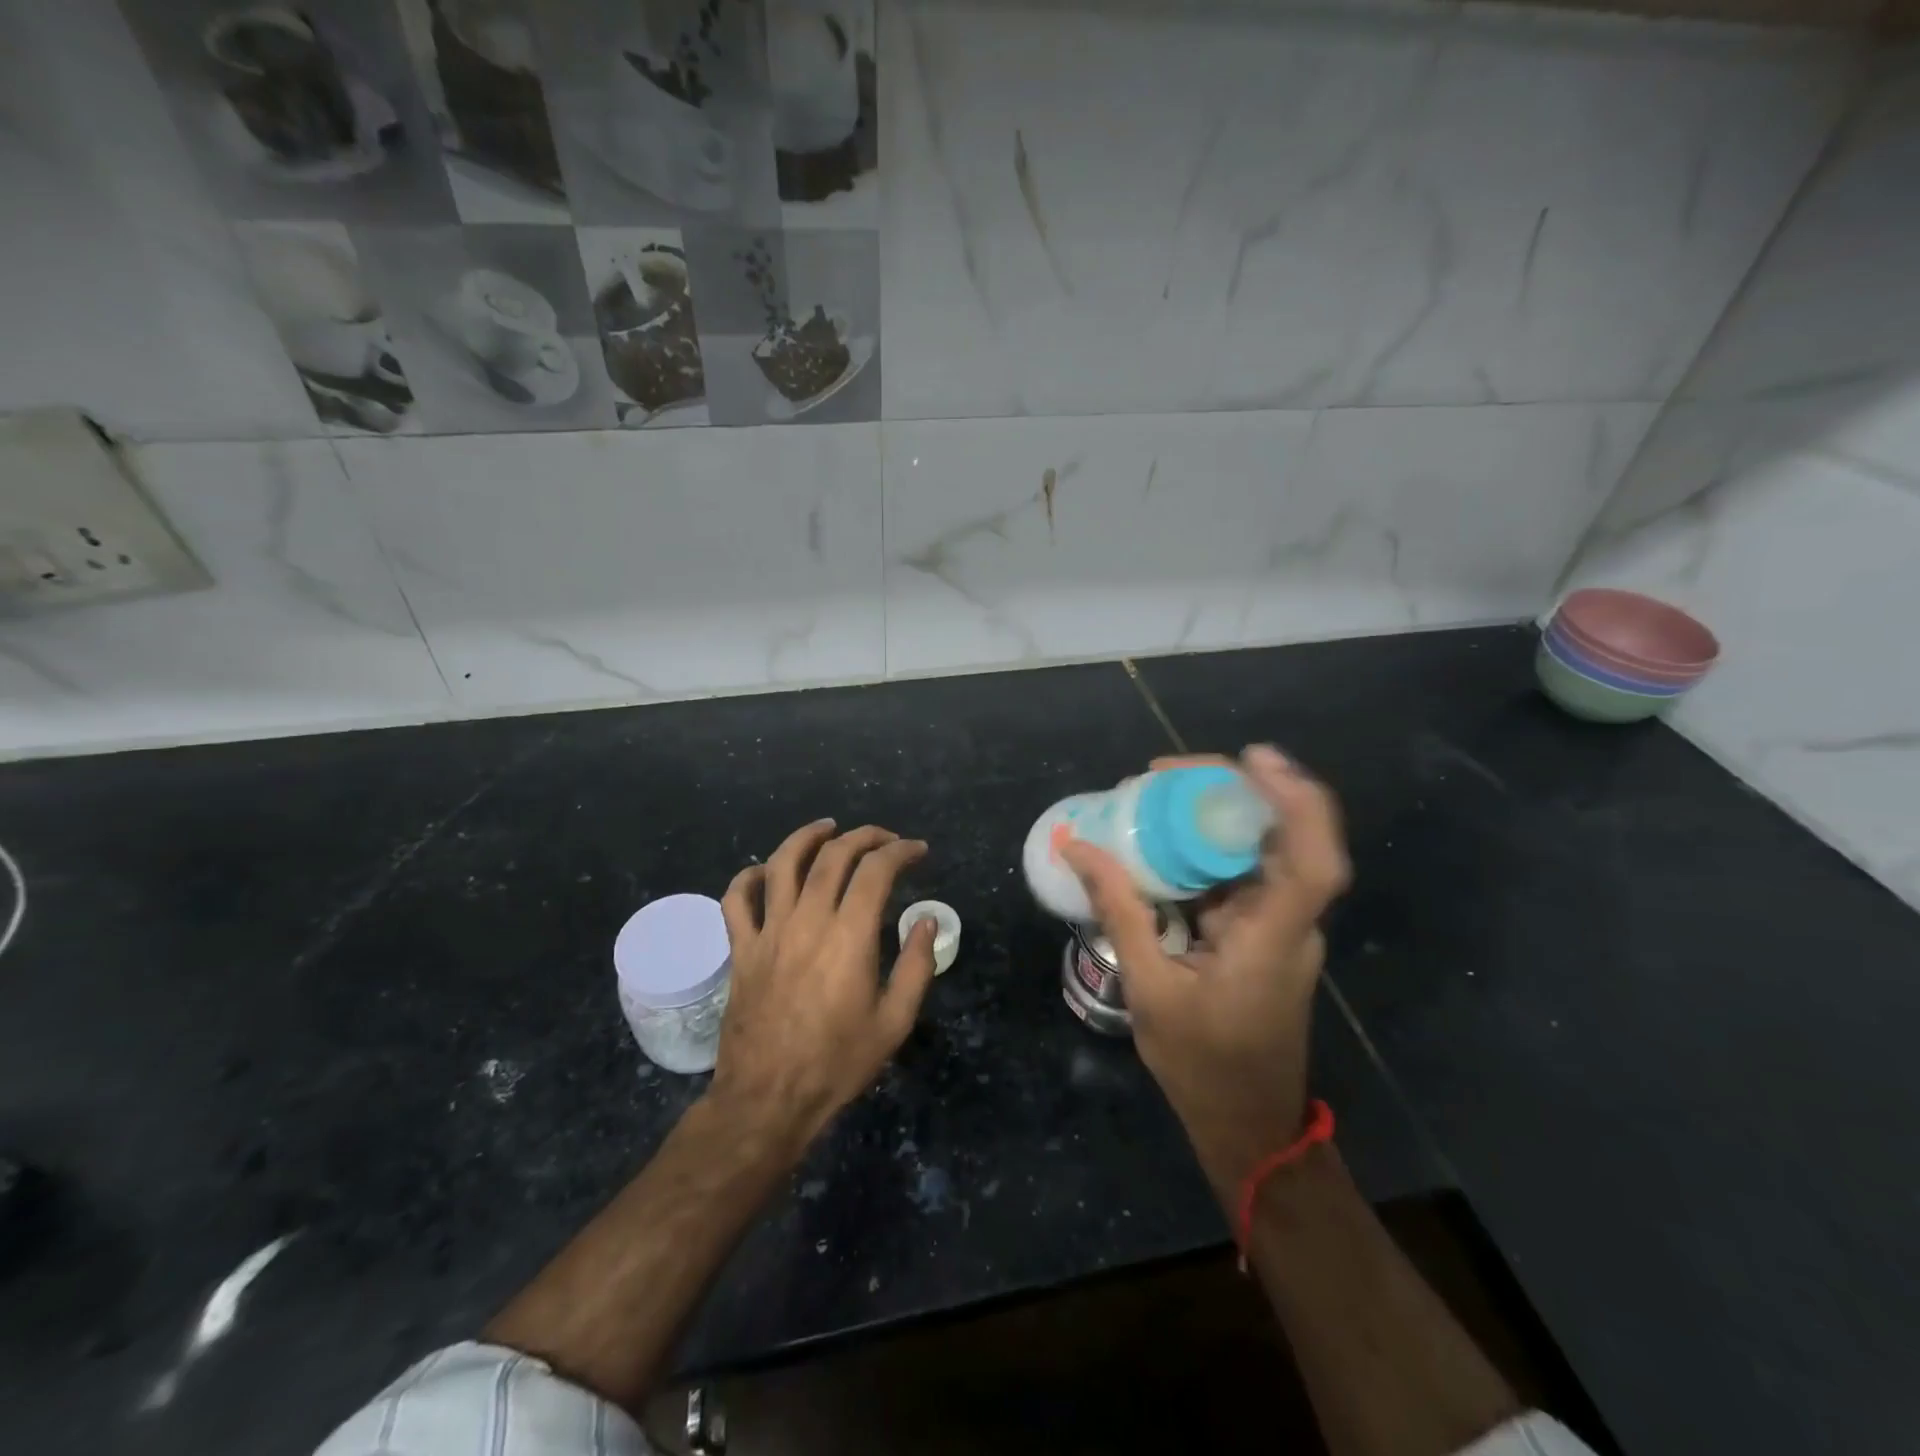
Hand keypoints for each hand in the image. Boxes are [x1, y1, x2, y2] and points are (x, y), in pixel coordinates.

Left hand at [710, 820, 937, 1154]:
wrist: (768, 1099)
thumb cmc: (838, 1062)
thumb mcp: (895, 1022)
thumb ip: (916, 965)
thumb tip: (926, 920)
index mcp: (850, 936)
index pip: (876, 870)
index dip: (900, 851)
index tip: (917, 851)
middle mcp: (807, 920)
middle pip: (833, 855)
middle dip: (863, 836)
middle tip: (884, 838)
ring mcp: (768, 932)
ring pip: (782, 863)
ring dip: (807, 837)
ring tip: (828, 828)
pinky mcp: (741, 949)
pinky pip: (736, 900)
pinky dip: (749, 877)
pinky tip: (765, 872)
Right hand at [1061, 746, 1350, 1196]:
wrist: (1246, 1123)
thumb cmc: (1202, 1065)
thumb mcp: (1149, 987)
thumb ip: (1120, 911)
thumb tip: (1079, 846)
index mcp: (1274, 939)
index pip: (1313, 861)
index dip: (1294, 801)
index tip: (1250, 759)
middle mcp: (1289, 923)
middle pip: (1284, 837)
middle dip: (1229, 790)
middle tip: (1162, 773)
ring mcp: (1278, 927)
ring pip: (1258, 851)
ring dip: (1212, 816)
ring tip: (1151, 795)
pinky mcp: (1261, 933)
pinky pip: (1237, 875)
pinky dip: (1202, 850)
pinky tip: (1159, 843)